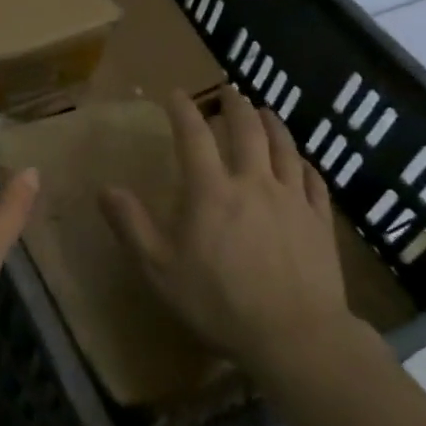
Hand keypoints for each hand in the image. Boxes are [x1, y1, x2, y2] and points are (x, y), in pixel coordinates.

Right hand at [99, 89, 355, 372]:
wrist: (294, 335)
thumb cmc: (219, 303)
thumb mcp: (160, 269)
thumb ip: (131, 226)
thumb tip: (105, 189)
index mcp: (211, 191)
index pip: (193, 136)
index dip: (183, 110)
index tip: (176, 94)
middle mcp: (253, 183)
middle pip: (247, 130)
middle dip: (235, 105)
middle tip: (229, 90)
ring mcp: (292, 199)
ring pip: (284, 148)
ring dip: (272, 124)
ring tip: (265, 111)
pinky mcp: (320, 221)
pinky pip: (314, 181)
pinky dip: (305, 163)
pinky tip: (302, 161)